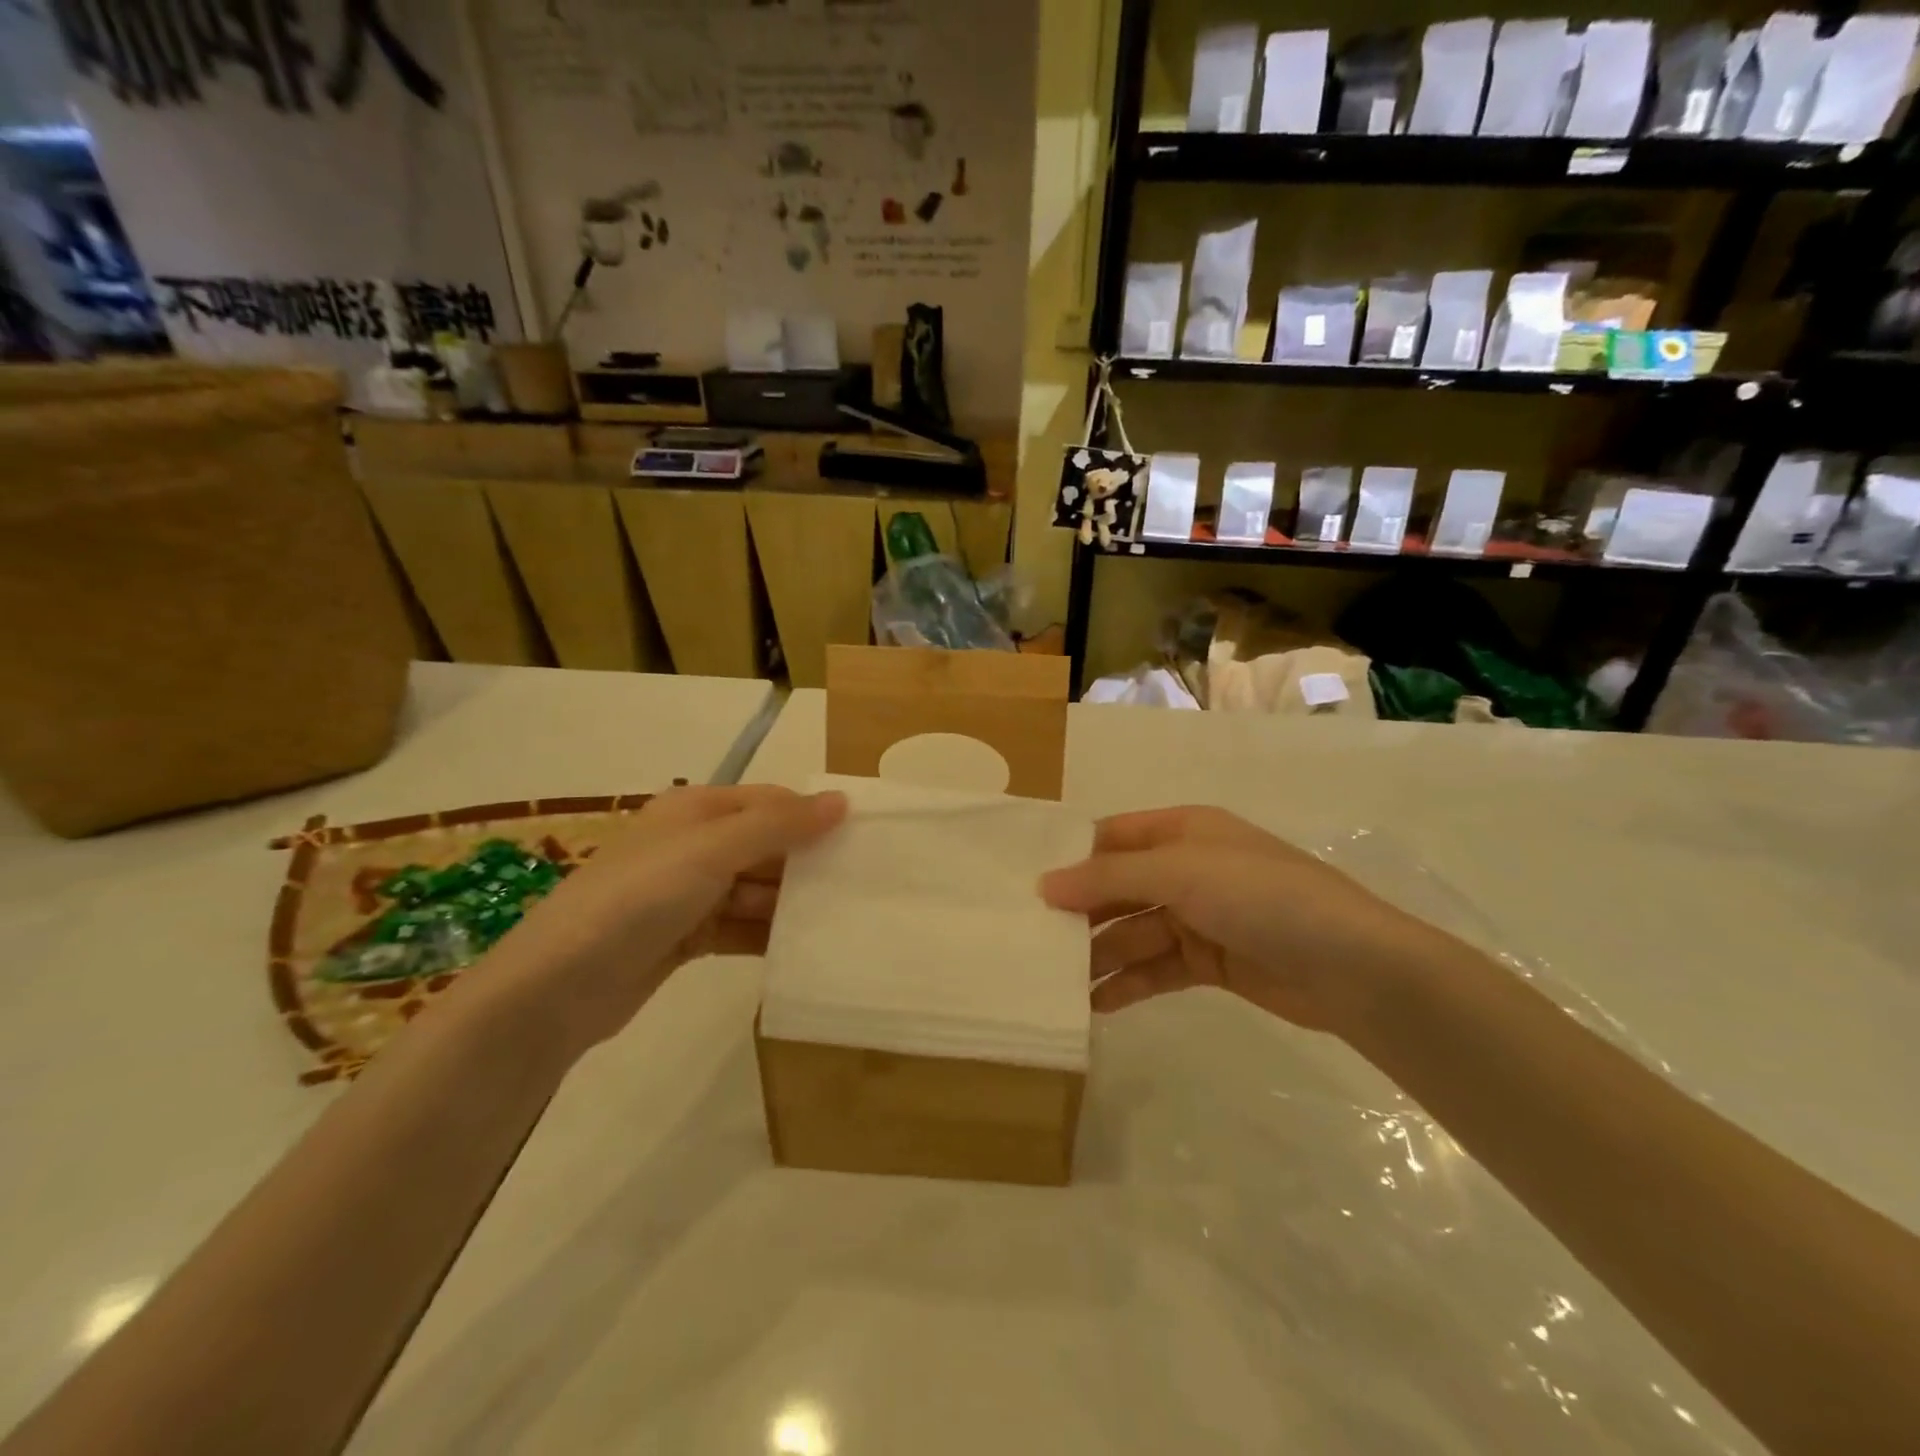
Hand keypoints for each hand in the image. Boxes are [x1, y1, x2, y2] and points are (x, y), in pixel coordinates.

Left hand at [484, 785, 846, 1053]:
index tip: (863, 840)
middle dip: (807, 864)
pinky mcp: (687, 937)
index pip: (771, 802)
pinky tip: (804, 949)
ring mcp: (690, 894)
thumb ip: (778, 825)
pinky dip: (768, 935)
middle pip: (766, 846)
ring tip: (844, 920)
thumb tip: (841, 800)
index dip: (813, 816)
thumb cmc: (639, 898)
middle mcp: (695, 845)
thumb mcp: (711, 851)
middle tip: (863, 885)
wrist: (557, 988)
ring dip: (791, 904)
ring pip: (757, 891)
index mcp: (697, 810)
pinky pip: (741, 927)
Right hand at [1040, 806, 1444, 1035]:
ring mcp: (1199, 917)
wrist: (1353, 967)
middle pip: (1119, 888)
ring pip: (1133, 932)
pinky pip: (1156, 968)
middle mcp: (1187, 868)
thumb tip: (1044, 884)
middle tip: (1031, 940)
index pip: (1112, 837)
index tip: (1026, 886)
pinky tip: (1094, 1004)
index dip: (1071, 858)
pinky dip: (1128, 983)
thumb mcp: (1182, 872)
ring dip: (1098, 955)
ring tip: (1055, 982)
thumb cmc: (1262, 897)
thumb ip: (1109, 878)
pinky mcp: (1210, 962)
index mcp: (1183, 831)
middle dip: (1080, 913)